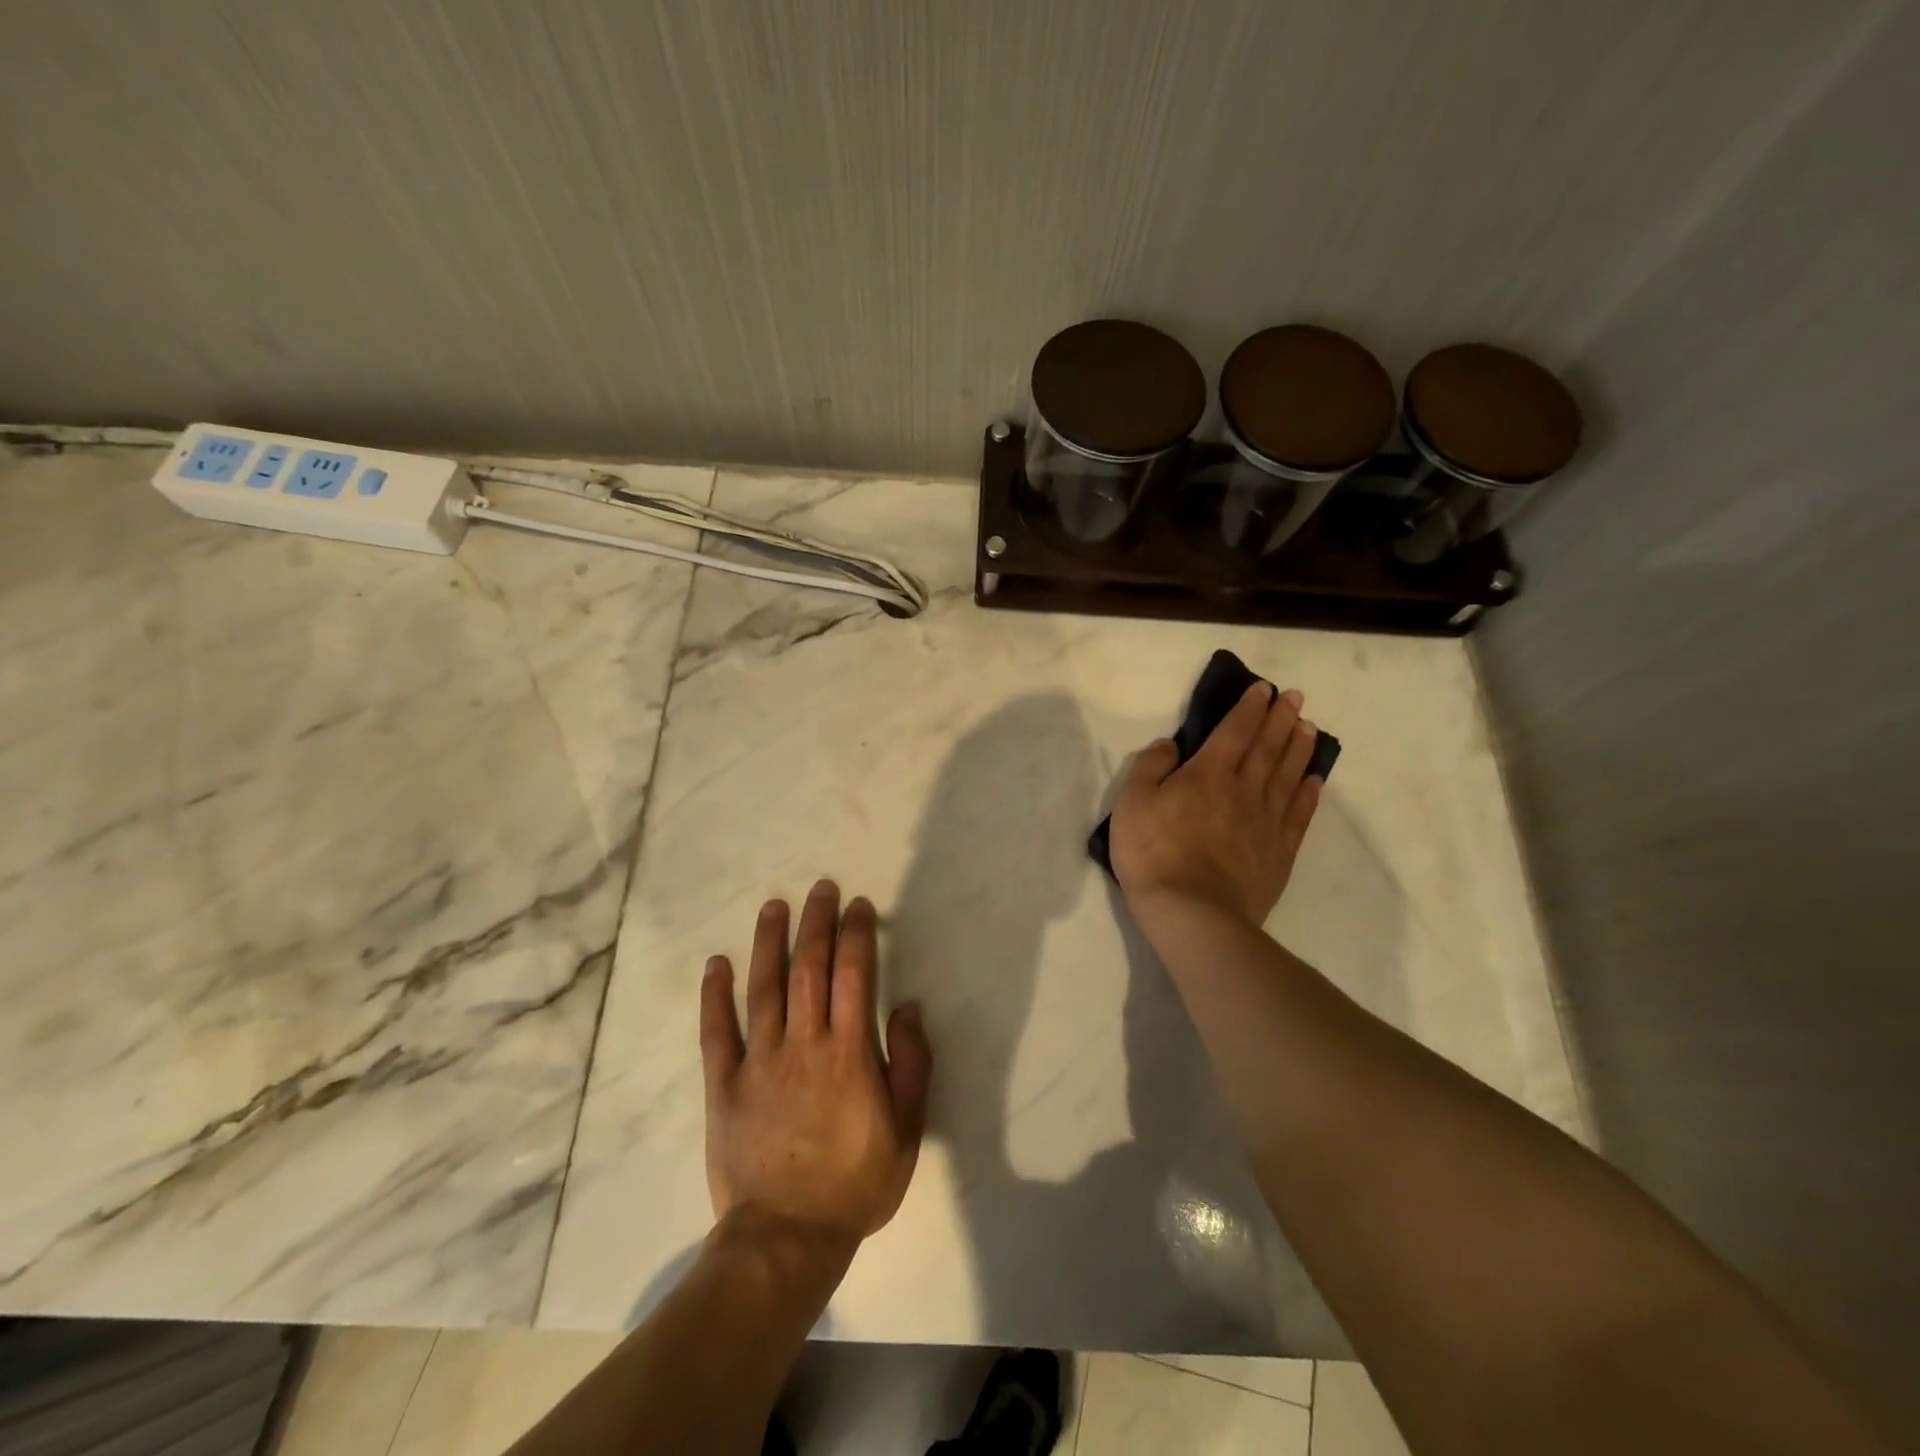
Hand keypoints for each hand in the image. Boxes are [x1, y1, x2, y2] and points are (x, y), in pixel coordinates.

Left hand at [700, 880, 933, 1252]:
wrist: (787, 1237)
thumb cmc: (855, 1183)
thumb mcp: (907, 1131)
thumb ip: (912, 1065)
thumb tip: (909, 1008)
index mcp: (849, 1052)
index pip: (854, 975)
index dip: (856, 934)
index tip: (858, 906)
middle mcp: (803, 1043)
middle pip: (809, 968)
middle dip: (816, 922)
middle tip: (821, 888)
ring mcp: (759, 1061)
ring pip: (764, 987)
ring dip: (769, 942)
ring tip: (774, 906)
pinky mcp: (724, 1084)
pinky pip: (717, 1031)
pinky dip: (716, 995)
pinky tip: (718, 963)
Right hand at [1110, 683, 1323, 928]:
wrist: (1192, 913)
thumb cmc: (1153, 854)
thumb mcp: (1131, 803)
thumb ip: (1150, 767)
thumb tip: (1170, 745)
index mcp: (1208, 774)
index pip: (1234, 731)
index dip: (1249, 708)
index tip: (1264, 689)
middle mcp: (1244, 790)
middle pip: (1267, 747)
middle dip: (1280, 719)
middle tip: (1296, 698)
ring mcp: (1266, 822)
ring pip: (1288, 775)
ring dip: (1299, 748)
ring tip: (1309, 728)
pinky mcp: (1279, 852)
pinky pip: (1299, 814)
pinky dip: (1309, 792)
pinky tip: (1314, 779)